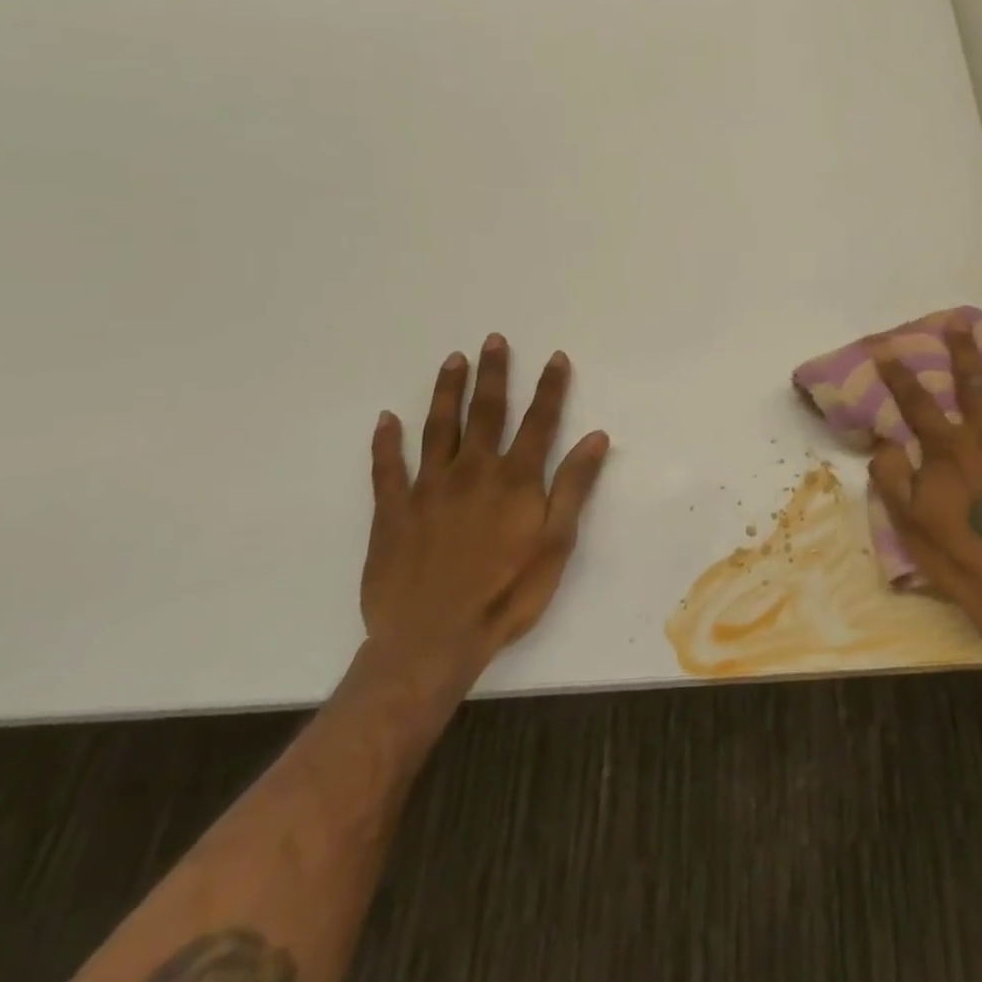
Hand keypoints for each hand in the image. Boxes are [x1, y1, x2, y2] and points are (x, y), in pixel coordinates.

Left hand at [361, 334, 609, 695]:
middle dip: (493, 374)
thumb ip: (574, 487)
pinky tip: (385, 419)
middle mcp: (473, 471)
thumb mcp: (556, 544)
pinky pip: (387, 468)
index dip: (550, 387)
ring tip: (453, 360)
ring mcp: (428, 489)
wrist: (431, 641)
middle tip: (493, 340)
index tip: (555, 357)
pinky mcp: (392, 512)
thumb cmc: (507, 594)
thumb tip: (596, 437)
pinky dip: (385, 442)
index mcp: (516, 480)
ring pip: (438, 428)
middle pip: (485, 412)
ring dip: (446, 391)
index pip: (539, 421)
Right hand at [870, 320, 981, 657]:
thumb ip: (892, 476)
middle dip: (965, 352)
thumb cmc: (958, 556)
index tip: (888, 350)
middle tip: (962, 324)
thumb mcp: (908, 521)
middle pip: (975, 385)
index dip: (900, 375)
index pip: (918, 401)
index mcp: (950, 448)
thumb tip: (886, 442)